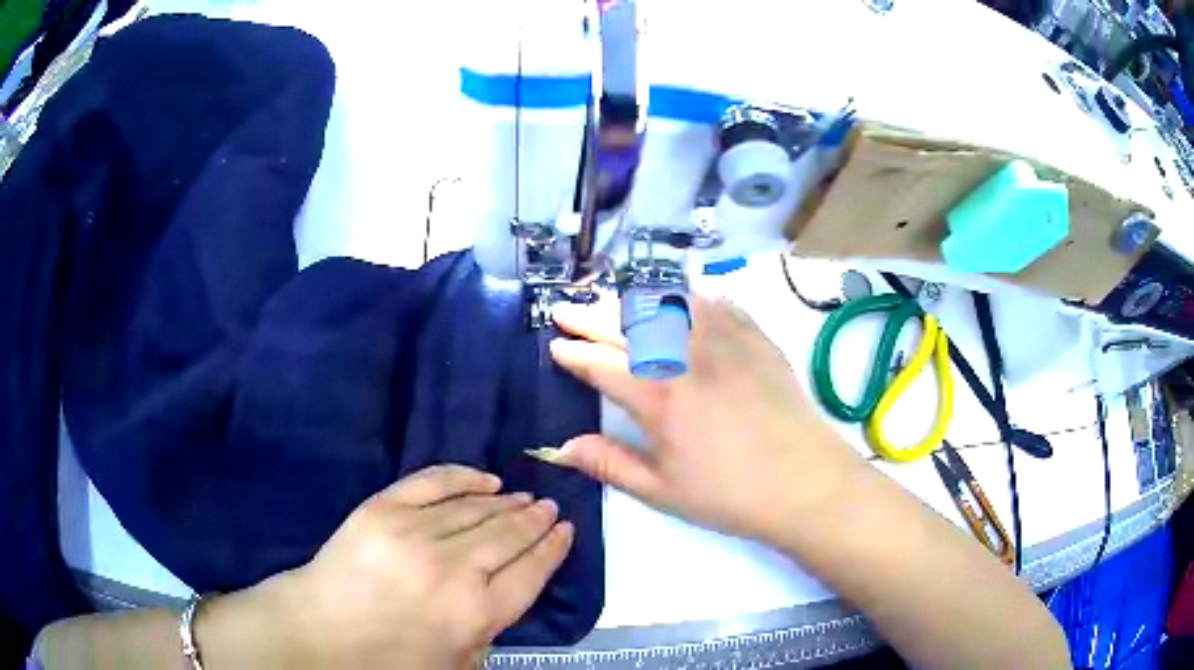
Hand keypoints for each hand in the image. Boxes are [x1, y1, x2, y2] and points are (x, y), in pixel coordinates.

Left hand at [235, 465, 572, 669]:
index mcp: (477, 613)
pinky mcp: (384, 509)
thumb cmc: (389, 660)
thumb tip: (506, 593)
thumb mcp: (456, 664)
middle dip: (536, 520)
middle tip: (550, 508)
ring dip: (508, 501)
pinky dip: (464, 477)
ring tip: (524, 496)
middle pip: (510, 534)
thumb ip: (490, 632)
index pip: (532, 571)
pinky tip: (485, 478)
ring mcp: (417, 533)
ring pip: (478, 508)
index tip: (566, 530)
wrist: (320, 632)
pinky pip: (434, 482)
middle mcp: (456, 569)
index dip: (553, 548)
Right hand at [541, 296, 865, 544]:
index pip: (601, 363)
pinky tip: (678, 304)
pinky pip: (713, 303)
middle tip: (566, 311)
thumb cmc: (730, 494)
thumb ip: (609, 464)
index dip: (573, 352)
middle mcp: (686, 355)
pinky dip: (686, 299)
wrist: (805, 482)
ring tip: (614, 306)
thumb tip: (562, 447)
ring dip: (632, 302)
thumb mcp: (662, 491)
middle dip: (589, 315)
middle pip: (626, 324)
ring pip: (666, 304)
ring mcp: (724, 339)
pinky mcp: (754, 336)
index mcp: (658, 396)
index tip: (556, 345)